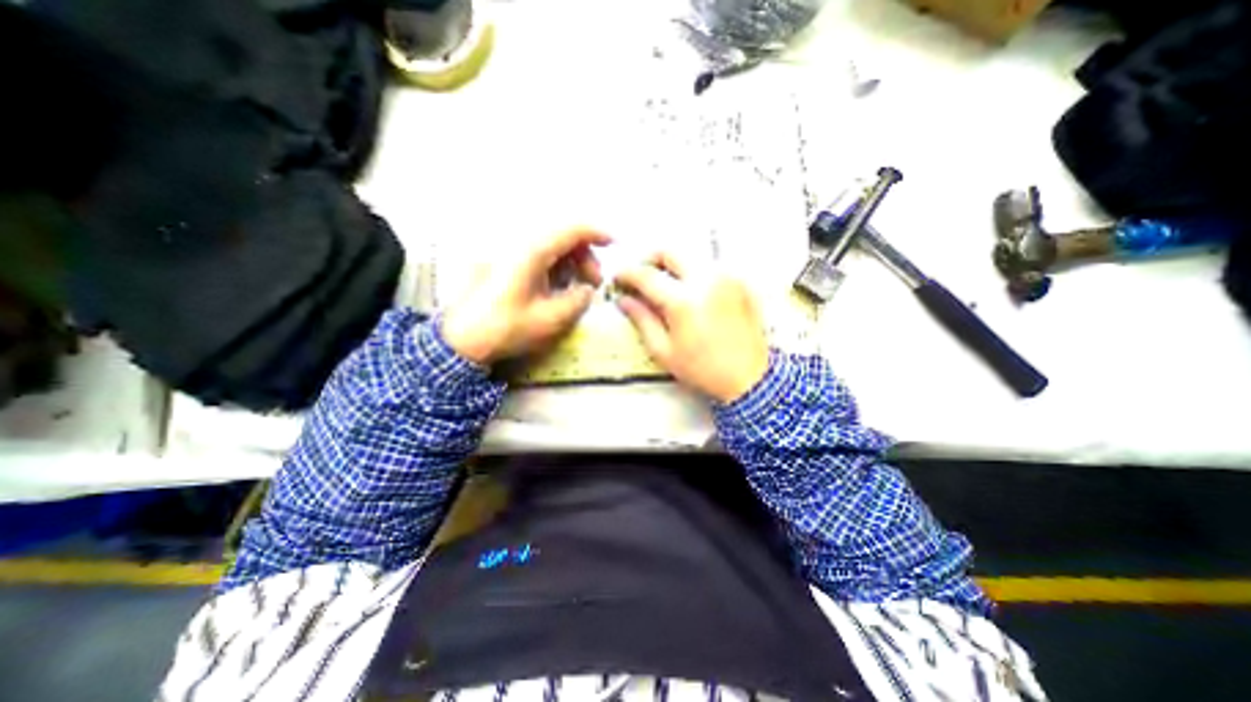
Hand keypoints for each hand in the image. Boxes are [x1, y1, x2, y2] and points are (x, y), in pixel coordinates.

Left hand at [441, 227, 612, 364]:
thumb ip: (578, 300)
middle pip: (562, 236)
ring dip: (571, 261)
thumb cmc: (506, 327)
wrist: (461, 339)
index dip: (597, 233)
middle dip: (585, 255)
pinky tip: (558, 286)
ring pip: (551, 245)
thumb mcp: (551, 319)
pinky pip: (537, 254)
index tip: (615, 243)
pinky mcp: (504, 263)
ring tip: (578, 287)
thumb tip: (587, 290)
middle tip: (595, 282)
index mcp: (532, 252)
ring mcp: (509, 252)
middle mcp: (520, 244)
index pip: (572, 229)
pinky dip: (555, 266)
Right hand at [612, 255, 766, 402]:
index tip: (618, 278)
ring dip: (673, 265)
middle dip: (650, 259)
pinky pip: (710, 266)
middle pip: (670, 251)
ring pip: (691, 256)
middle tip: (642, 277)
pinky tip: (691, 293)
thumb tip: (624, 300)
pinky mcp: (739, 281)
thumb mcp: (664, 351)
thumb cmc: (702, 369)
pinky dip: (693, 273)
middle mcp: (706, 279)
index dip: (627, 273)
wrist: (749, 376)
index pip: (647, 275)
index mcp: (683, 301)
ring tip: (665, 286)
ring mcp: (726, 277)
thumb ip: (642, 320)